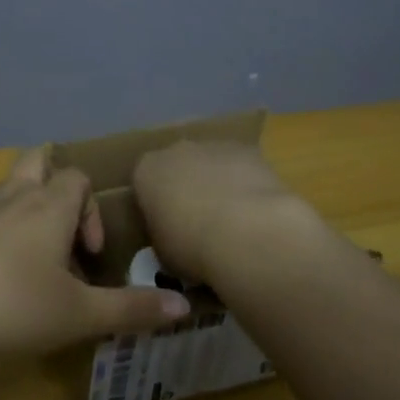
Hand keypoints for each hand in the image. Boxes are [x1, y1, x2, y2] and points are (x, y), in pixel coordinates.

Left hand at [0, 148, 191, 360]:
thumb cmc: (15, 306)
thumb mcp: (81, 314)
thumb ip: (133, 309)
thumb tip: (183, 305)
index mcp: (48, 204)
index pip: (78, 178)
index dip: (92, 212)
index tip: (90, 258)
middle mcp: (14, 195)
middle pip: (38, 161)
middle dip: (56, 187)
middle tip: (63, 233)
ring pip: (10, 188)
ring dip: (28, 212)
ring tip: (35, 261)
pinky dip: (1, 232)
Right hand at [132, 140, 329, 286]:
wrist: (246, 233)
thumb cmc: (192, 246)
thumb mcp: (163, 253)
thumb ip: (163, 236)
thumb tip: (173, 238)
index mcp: (146, 171)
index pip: (144, 185)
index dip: (155, 207)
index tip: (167, 230)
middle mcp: (176, 150)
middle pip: (178, 167)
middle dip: (186, 189)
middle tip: (198, 225)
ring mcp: (213, 147)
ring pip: (211, 164)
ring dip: (217, 185)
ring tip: (232, 223)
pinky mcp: (248, 151)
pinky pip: (241, 168)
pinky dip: (245, 185)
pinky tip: (255, 214)